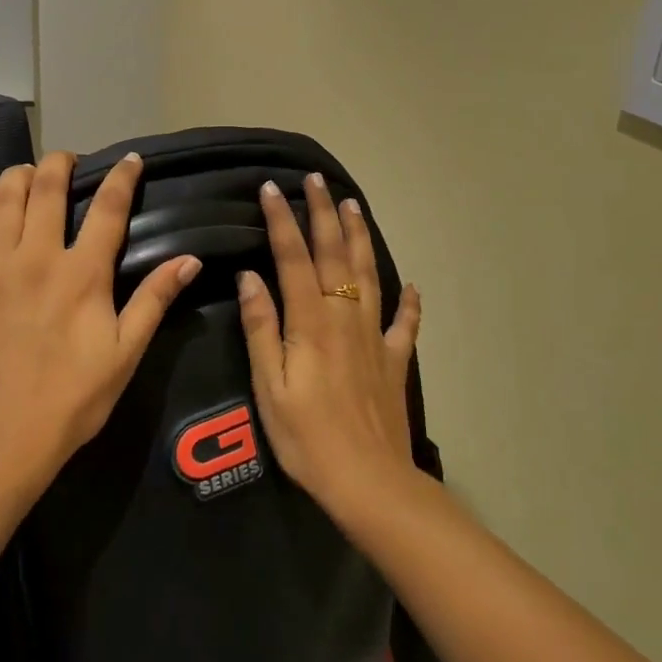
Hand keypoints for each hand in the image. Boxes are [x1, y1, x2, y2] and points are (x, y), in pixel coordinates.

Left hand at [0, 150, 203, 490]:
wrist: (1, 437)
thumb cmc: (71, 399)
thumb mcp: (125, 353)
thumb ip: (154, 300)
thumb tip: (189, 259)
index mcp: (82, 273)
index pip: (108, 209)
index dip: (121, 178)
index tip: (128, 159)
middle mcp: (36, 257)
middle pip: (47, 189)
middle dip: (60, 163)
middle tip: (67, 160)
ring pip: (1, 200)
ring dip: (16, 178)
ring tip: (25, 174)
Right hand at [237, 173, 423, 518]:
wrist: (369, 482)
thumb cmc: (307, 437)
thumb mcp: (269, 386)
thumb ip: (261, 328)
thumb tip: (250, 277)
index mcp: (310, 322)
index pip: (293, 258)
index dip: (282, 220)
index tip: (271, 188)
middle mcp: (345, 318)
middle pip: (334, 255)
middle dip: (324, 214)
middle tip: (317, 180)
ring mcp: (375, 338)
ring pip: (369, 275)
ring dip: (360, 238)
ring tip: (355, 207)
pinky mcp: (394, 361)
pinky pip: (405, 324)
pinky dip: (409, 302)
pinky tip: (412, 286)